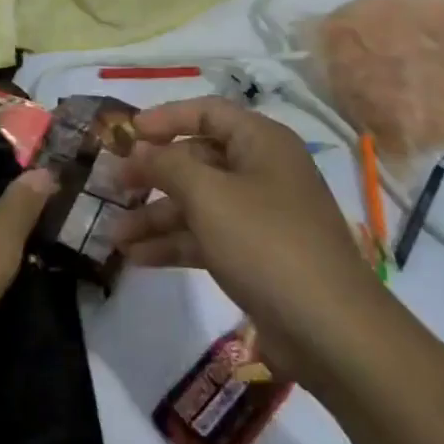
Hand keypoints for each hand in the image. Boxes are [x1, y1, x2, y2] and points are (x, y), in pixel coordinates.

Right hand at [114, 98, 380, 380]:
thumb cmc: (266, 242)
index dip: (165, 118)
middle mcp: (261, 171)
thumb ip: (167, 165)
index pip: (207, 112)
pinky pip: (207, 237)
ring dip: (156, 216)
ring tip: (113, 235)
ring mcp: (260, 216)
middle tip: (112, 187)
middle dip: (153, 175)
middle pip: (197, 160)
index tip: (126, 133)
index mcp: (261, 142)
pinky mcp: (256, 256)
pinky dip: (174, 244)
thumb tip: (139, 149)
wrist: (331, 331)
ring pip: (198, 203)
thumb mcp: (208, 195)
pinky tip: (137, 258)